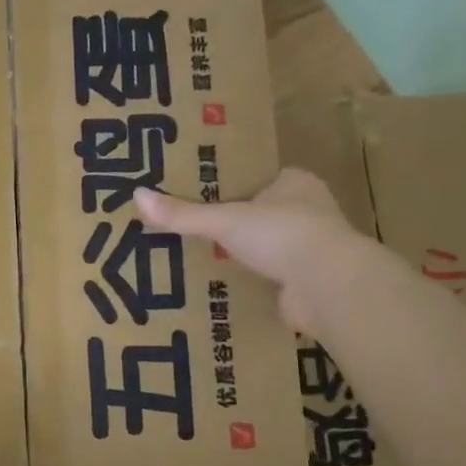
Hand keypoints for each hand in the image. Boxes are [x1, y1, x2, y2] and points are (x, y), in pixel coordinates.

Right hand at [135, 169, 361, 330]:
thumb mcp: (225, 220)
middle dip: (234, 223)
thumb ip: (183, 214)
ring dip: (243, 254)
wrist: (328, 287)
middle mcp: (308, 212)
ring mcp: (310, 249)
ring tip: (200, 258)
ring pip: (268, 247)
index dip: (232, 186)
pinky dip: (251, 281)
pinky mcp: (307, 282)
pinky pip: (271, 277)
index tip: (201, 195)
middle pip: (262, 213)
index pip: (260, 179)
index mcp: (296, 184)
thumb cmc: (283, 235)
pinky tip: (223, 286)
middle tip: (193, 229)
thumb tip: (136, 196)